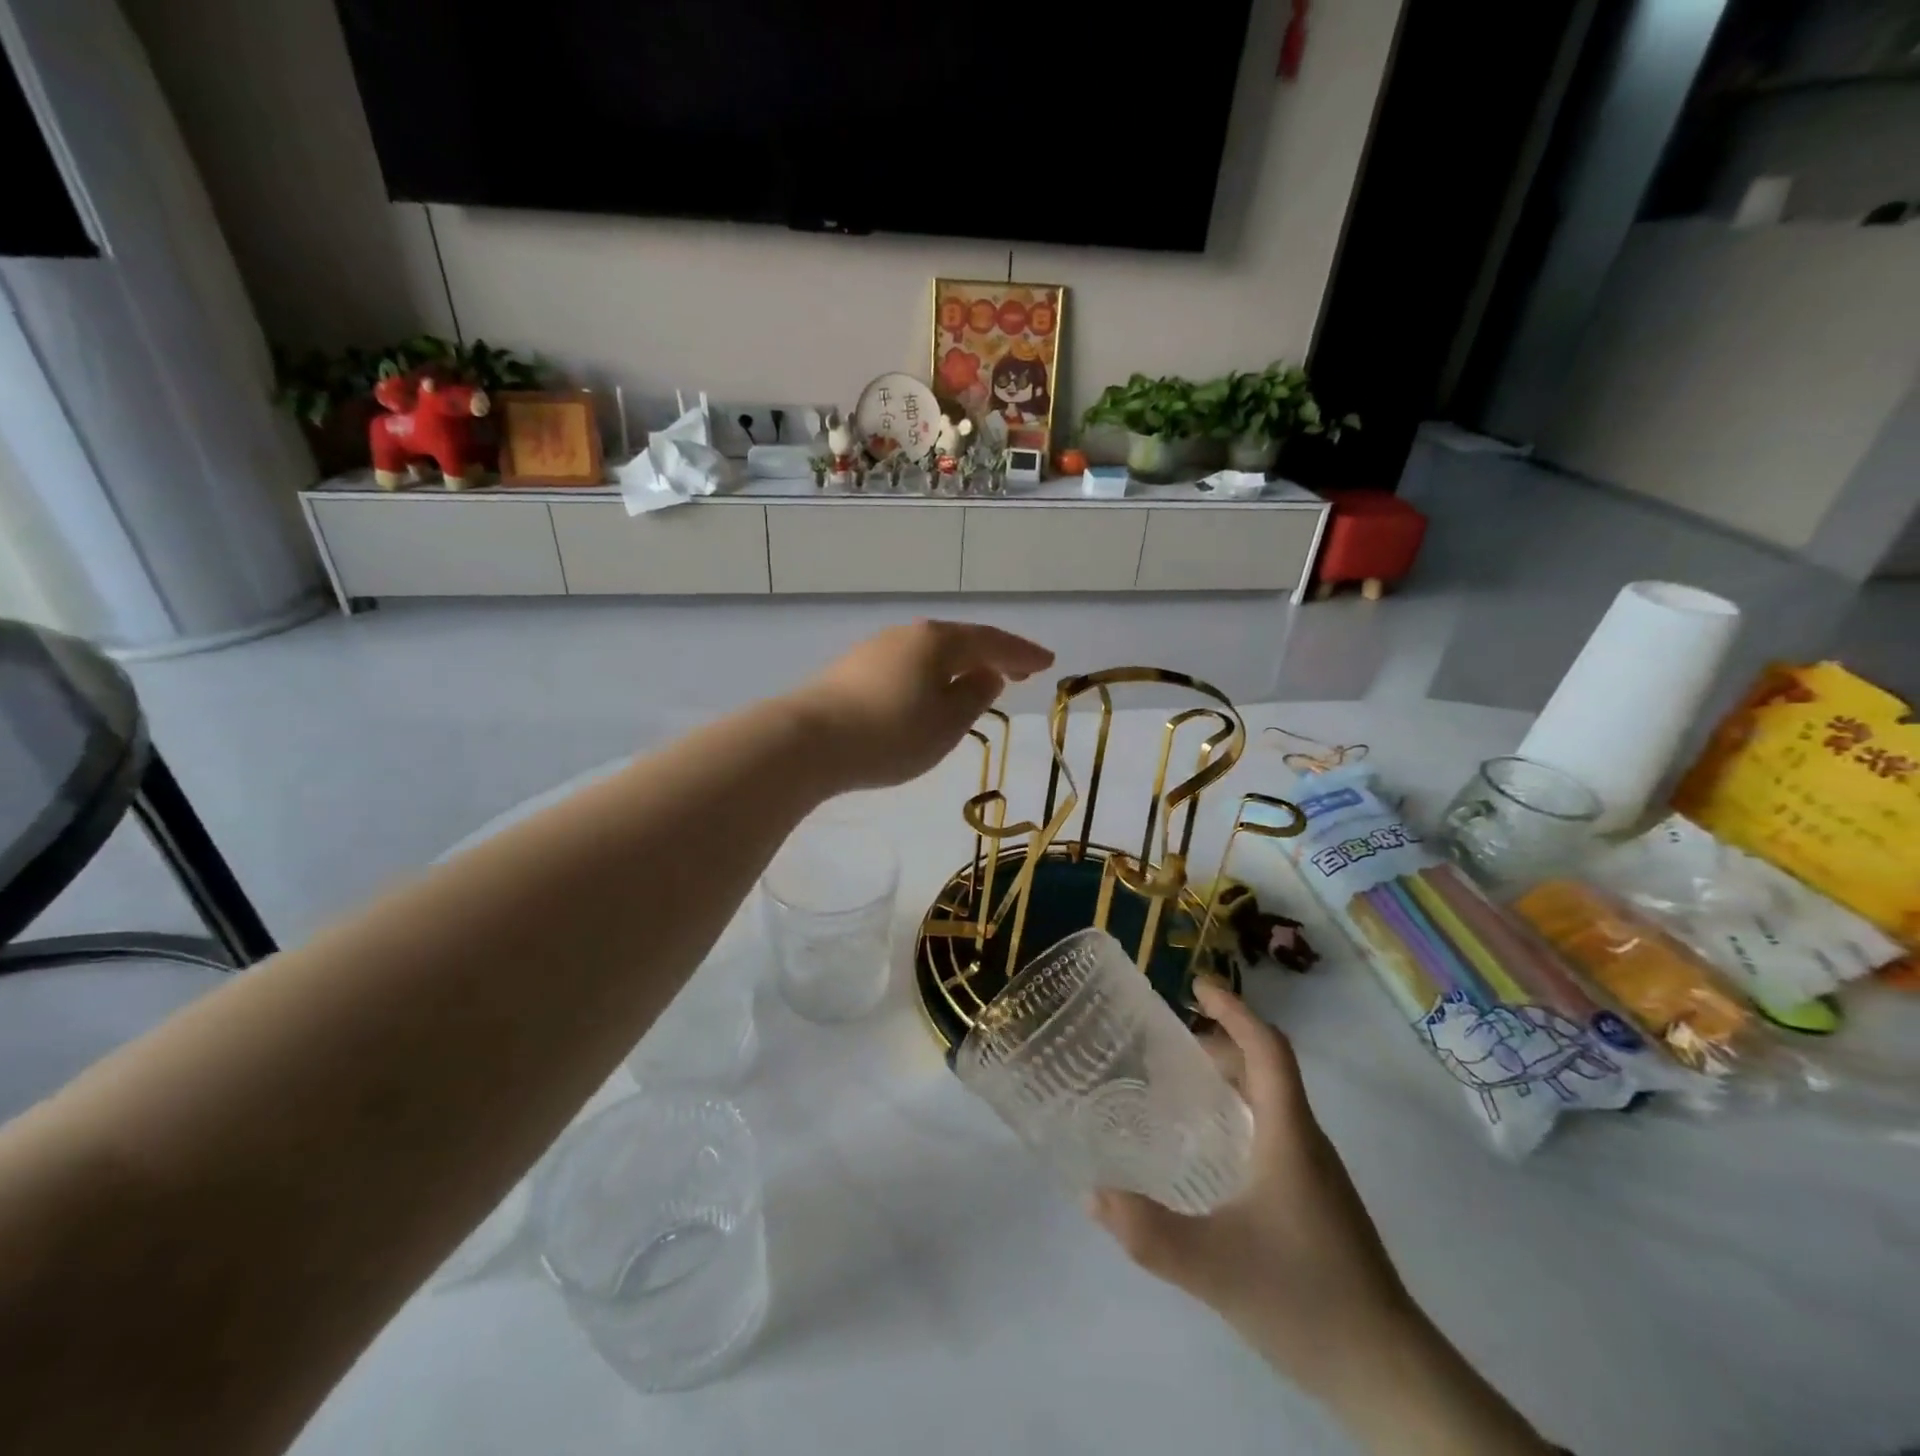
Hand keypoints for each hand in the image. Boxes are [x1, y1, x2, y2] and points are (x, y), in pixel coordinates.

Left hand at [788, 620, 1053, 790]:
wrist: (808, 742)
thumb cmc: (891, 733)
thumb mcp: (947, 723)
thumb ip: (975, 696)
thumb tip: (987, 674)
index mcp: (938, 641)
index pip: (992, 642)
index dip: (1022, 653)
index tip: (1048, 663)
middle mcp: (908, 635)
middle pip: (960, 641)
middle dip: (992, 656)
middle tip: (1019, 671)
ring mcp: (876, 649)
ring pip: (931, 653)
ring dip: (959, 666)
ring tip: (978, 683)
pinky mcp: (852, 670)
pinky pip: (907, 667)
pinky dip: (931, 676)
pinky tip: (929, 694)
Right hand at [1087, 979, 1411, 1385]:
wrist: (1390, 1374)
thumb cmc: (1307, 1300)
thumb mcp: (1215, 1268)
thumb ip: (1149, 1233)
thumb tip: (1092, 1193)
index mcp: (1289, 1135)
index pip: (1267, 1049)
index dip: (1235, 1010)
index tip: (1197, 985)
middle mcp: (1306, 1140)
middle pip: (1268, 1067)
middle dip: (1222, 1041)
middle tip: (1169, 1043)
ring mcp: (1316, 1171)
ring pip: (1272, 1099)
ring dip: (1232, 1076)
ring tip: (1181, 1087)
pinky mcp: (1316, 1198)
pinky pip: (1274, 1128)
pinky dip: (1240, 1111)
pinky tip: (1212, 1150)